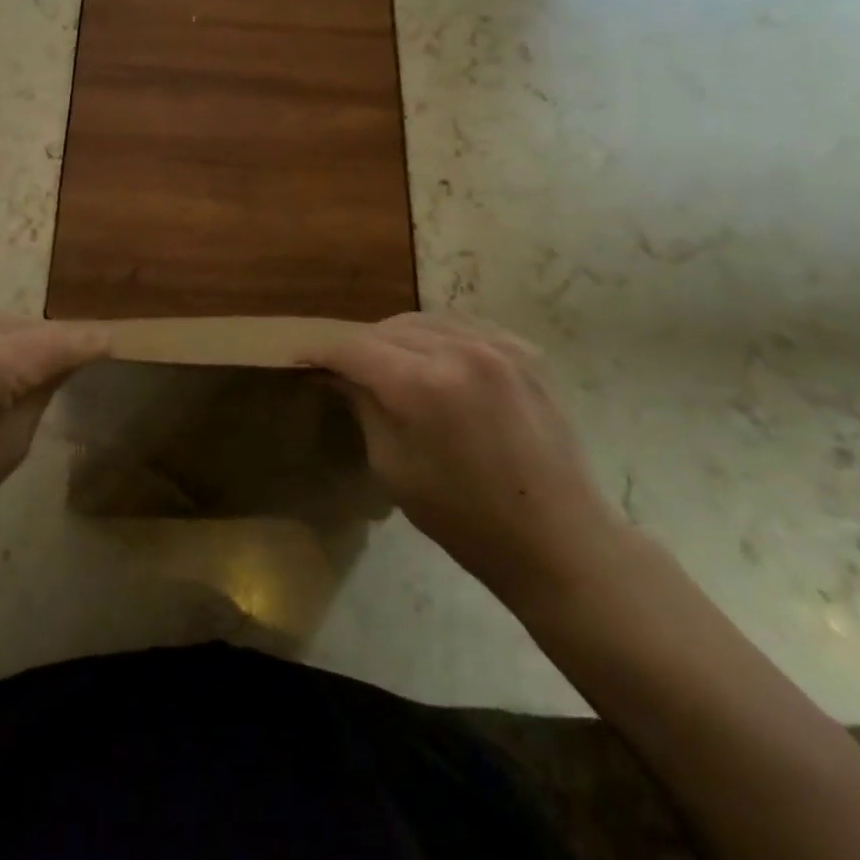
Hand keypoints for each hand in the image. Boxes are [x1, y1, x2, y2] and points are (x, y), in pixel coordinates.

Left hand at [0, 310, 108, 598]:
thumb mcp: (2, 452)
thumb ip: (39, 395)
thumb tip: (65, 362)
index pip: (51, 341)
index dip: (86, 342)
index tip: (114, 344)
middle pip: (22, 325)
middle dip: (49, 344)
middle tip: (72, 367)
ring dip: (16, 341)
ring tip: (27, 373)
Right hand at [305, 313, 628, 608]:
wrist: (558, 539)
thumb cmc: (465, 519)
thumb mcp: (394, 467)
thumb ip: (364, 407)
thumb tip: (336, 374)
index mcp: (422, 385)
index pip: (354, 348)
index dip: (322, 352)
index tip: (301, 360)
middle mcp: (459, 350)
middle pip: (388, 328)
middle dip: (360, 346)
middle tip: (345, 370)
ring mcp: (498, 345)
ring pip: (426, 320)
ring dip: (398, 338)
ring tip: (388, 363)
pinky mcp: (525, 351)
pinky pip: (464, 327)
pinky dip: (439, 338)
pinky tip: (436, 362)